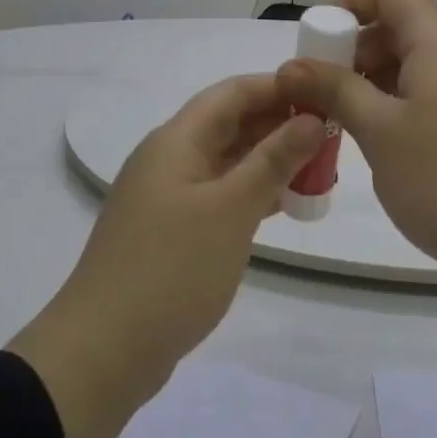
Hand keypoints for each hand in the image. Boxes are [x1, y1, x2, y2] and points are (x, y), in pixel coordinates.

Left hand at [10, 74, 322, 437]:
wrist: (104, 351)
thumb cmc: (172, 269)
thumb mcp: (232, 208)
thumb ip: (274, 159)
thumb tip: (311, 117)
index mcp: (177, 140)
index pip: (233, 92)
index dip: (279, 86)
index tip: (325, 94)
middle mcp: (169, 159)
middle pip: (229, 124)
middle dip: (280, 124)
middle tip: (332, 137)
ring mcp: (168, 197)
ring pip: (227, 162)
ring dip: (270, 160)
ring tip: (319, 170)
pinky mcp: (171, 231)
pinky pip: (219, 195)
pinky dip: (252, 193)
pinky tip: (284, 205)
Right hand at [278, 0, 436, 334]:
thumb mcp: (379, 133)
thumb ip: (334, 89)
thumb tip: (291, 64)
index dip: (352, 2)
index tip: (320, 41)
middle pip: (407, 25)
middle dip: (359, 49)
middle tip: (325, 95)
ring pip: (424, 62)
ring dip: (381, 80)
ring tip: (351, 124)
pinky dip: (409, 101)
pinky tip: (391, 143)